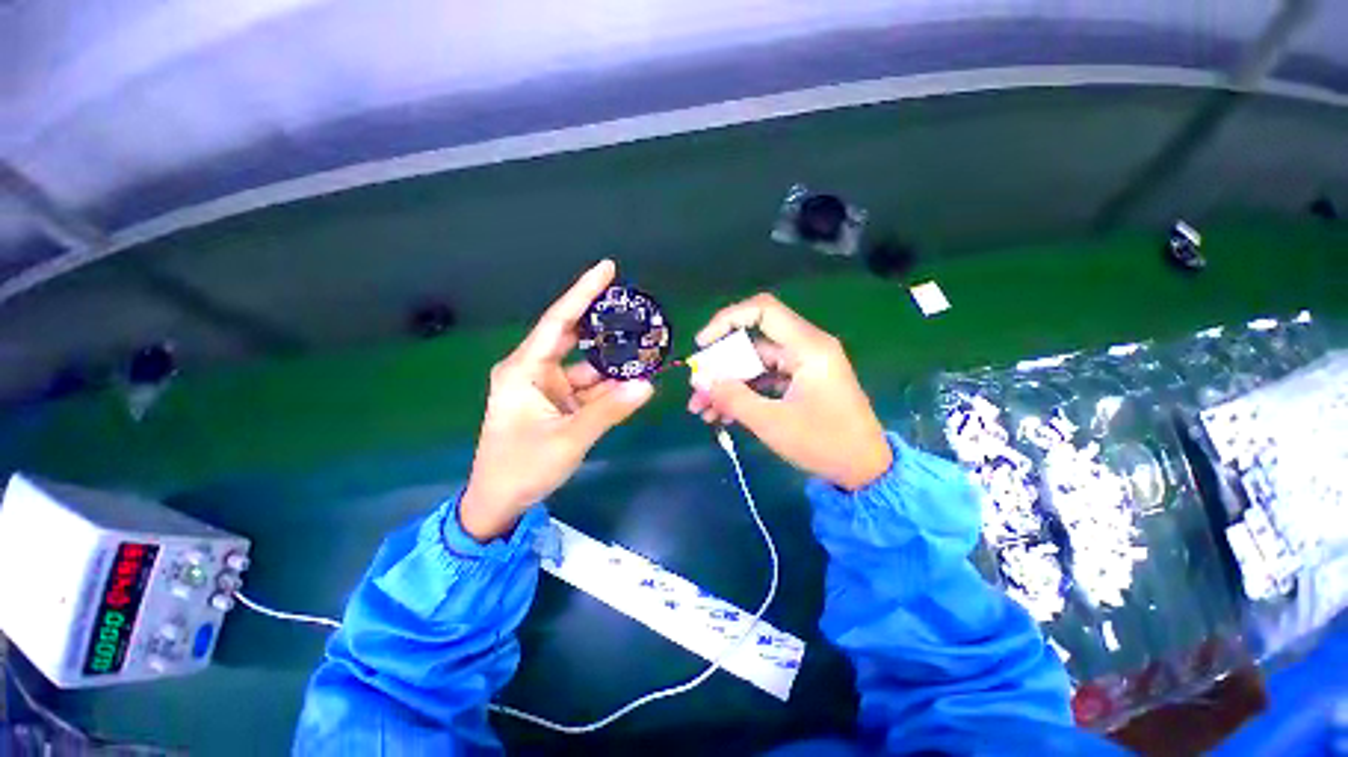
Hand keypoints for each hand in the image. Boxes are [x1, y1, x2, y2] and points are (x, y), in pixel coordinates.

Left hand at [460, 260, 653, 540]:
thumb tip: (648, 384)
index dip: (582, 293)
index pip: (558, 322)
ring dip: (612, 361)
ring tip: (645, 345)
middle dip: (602, 323)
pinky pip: (588, 387)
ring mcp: (548, 388)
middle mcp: (534, 371)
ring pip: (585, 365)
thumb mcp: (569, 439)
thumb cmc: (522, 468)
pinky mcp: (558, 404)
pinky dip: (610, 385)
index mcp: (524, 370)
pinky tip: (635, 380)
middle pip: (572, 336)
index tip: (607, 268)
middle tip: (634, 306)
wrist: (499, 502)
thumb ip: (609, 410)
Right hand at [688, 293, 891, 490]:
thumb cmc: (825, 444)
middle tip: (697, 391)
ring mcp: (803, 367)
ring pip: (754, 366)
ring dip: (728, 385)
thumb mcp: (773, 423)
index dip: (727, 320)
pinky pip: (764, 381)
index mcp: (807, 347)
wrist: (865, 471)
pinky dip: (743, 394)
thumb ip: (733, 398)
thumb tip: (700, 380)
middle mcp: (805, 349)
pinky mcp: (800, 383)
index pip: (762, 310)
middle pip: (752, 344)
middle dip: (720, 367)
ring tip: (702, 411)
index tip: (702, 344)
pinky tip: (722, 416)